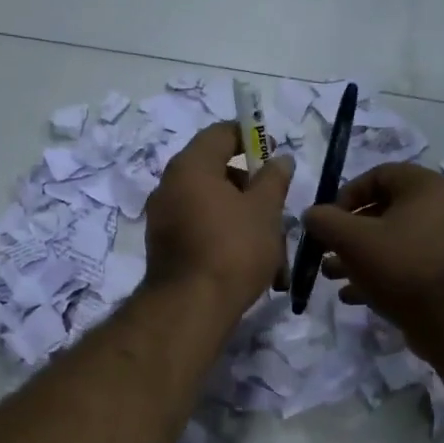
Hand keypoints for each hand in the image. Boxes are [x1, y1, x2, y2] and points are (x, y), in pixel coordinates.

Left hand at [144, 123, 293, 315]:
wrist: (191, 308)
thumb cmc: (233, 249)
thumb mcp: (265, 210)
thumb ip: (273, 179)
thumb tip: (279, 160)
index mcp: (190, 167)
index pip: (221, 134)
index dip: (250, 137)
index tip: (274, 153)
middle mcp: (169, 187)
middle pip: (216, 173)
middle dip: (251, 190)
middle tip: (277, 209)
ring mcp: (163, 219)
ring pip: (212, 208)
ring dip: (243, 221)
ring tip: (273, 251)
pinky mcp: (165, 249)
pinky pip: (200, 231)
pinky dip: (225, 240)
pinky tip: (251, 266)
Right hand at [303, 162, 443, 343]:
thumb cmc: (402, 267)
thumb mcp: (353, 241)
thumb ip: (326, 221)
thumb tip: (311, 214)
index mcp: (426, 187)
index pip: (379, 175)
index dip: (346, 194)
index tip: (327, 220)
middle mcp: (443, 207)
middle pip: (384, 210)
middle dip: (348, 231)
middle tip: (326, 250)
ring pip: (393, 241)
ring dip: (359, 256)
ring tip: (332, 275)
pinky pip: (407, 264)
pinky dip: (380, 274)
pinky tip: (353, 295)